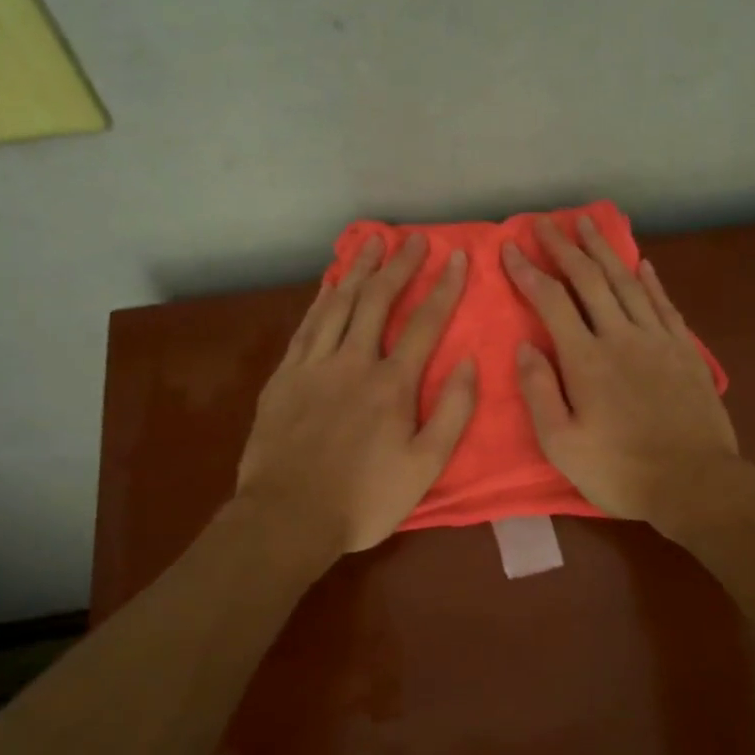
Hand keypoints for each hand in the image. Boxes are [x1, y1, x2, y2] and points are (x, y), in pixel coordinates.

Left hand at [236, 234, 475, 554]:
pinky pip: (306, 326)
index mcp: (392, 385)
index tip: (458, 257)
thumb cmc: (365, 499)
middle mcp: (353, 362)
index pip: (424, 324)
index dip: (444, 288)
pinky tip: (329, 284)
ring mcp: (314, 366)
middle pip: (377, 301)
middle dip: (399, 265)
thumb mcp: (425, 466)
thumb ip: (453, 412)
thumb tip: (470, 362)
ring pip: (338, 304)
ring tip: (372, 242)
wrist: (289, 516)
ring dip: (358, 270)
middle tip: (413, 238)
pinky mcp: (284, 377)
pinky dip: (321, 299)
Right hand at [502, 215, 739, 530]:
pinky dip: (650, 281)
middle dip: (564, 247)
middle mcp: (621, 337)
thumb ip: (540, 392)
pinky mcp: (685, 352)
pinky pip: (664, 305)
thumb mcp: (562, 445)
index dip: (528, 272)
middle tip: (545, 221)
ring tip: (587, 225)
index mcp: (586, 360)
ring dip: (604, 251)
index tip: (511, 248)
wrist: (695, 483)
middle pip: (589, 280)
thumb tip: (523, 347)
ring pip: (627, 283)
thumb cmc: (621, 471)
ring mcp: (658, 340)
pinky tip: (642, 264)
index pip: (551, 302)